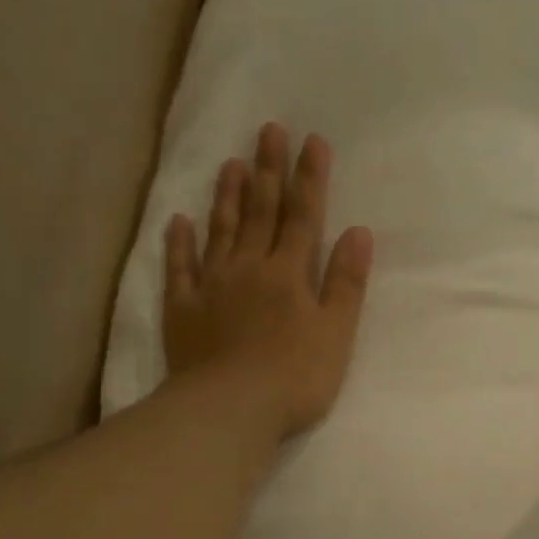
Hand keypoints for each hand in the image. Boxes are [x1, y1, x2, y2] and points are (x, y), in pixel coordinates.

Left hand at [163, 122, 373, 440]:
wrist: (231, 408)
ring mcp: (212, 287)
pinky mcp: (183, 310)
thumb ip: (346, 284)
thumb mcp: (336, 334)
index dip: (310, 179)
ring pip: (221, 231)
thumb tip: (359, 232)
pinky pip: (180, 268)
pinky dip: (180, 244)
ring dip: (227, 196)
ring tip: (231, 163)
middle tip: (268, 130)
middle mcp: (250, 269)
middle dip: (268, 171)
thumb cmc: (294, 378)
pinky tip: (179, 221)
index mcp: (289, 275)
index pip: (304, 218)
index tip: (312, 141)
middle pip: (260, 213)